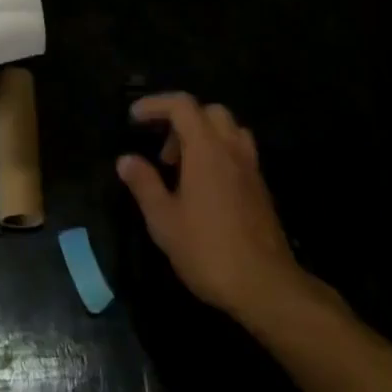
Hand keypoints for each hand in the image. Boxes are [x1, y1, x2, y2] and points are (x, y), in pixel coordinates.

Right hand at [116, 93, 308, 320]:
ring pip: (229, 130)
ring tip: (184, 166)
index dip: (155, 104)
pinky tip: (204, 186)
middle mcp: (232, 149)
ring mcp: (251, 168)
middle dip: (181, 120)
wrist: (266, 287)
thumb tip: (126, 160)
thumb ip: (144, 184)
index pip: (182, 105)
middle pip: (208, 111)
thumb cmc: (208, 250)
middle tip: (163, 152)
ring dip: (203, 135)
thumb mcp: (163, 220)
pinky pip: (239, 152)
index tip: (134, 118)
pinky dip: (219, 153)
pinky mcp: (261, 189)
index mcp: (206, 149)